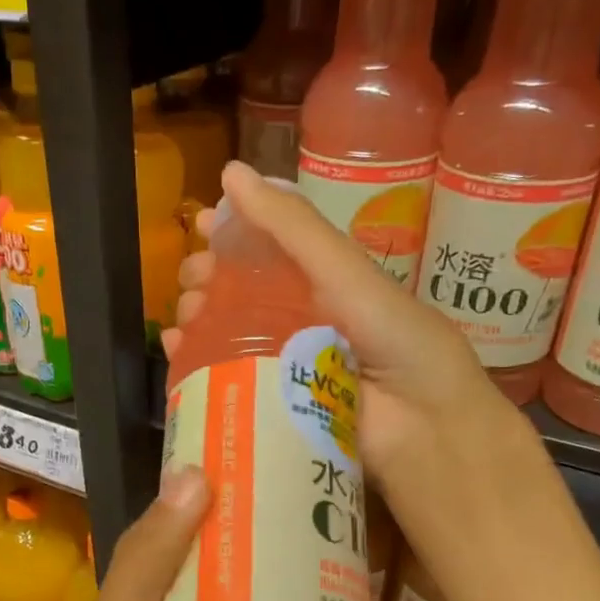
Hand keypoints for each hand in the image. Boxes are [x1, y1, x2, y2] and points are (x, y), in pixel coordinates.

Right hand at [162, 162, 538, 520]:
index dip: (232, 237)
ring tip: (184, 318)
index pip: (267, 252)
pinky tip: (177, 353)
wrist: (423, 427)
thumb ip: (292, 228)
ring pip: (227, 336)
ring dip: (198, 320)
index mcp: (324, 284)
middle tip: (192, 282)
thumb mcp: (344, 273)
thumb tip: (229, 173)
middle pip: (240, 295)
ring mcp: (285, 366)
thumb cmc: (394, 340)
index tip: (200, 230)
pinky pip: (226, 379)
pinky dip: (196, 364)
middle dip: (208, 282)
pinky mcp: (271, 407)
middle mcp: (302, 321)